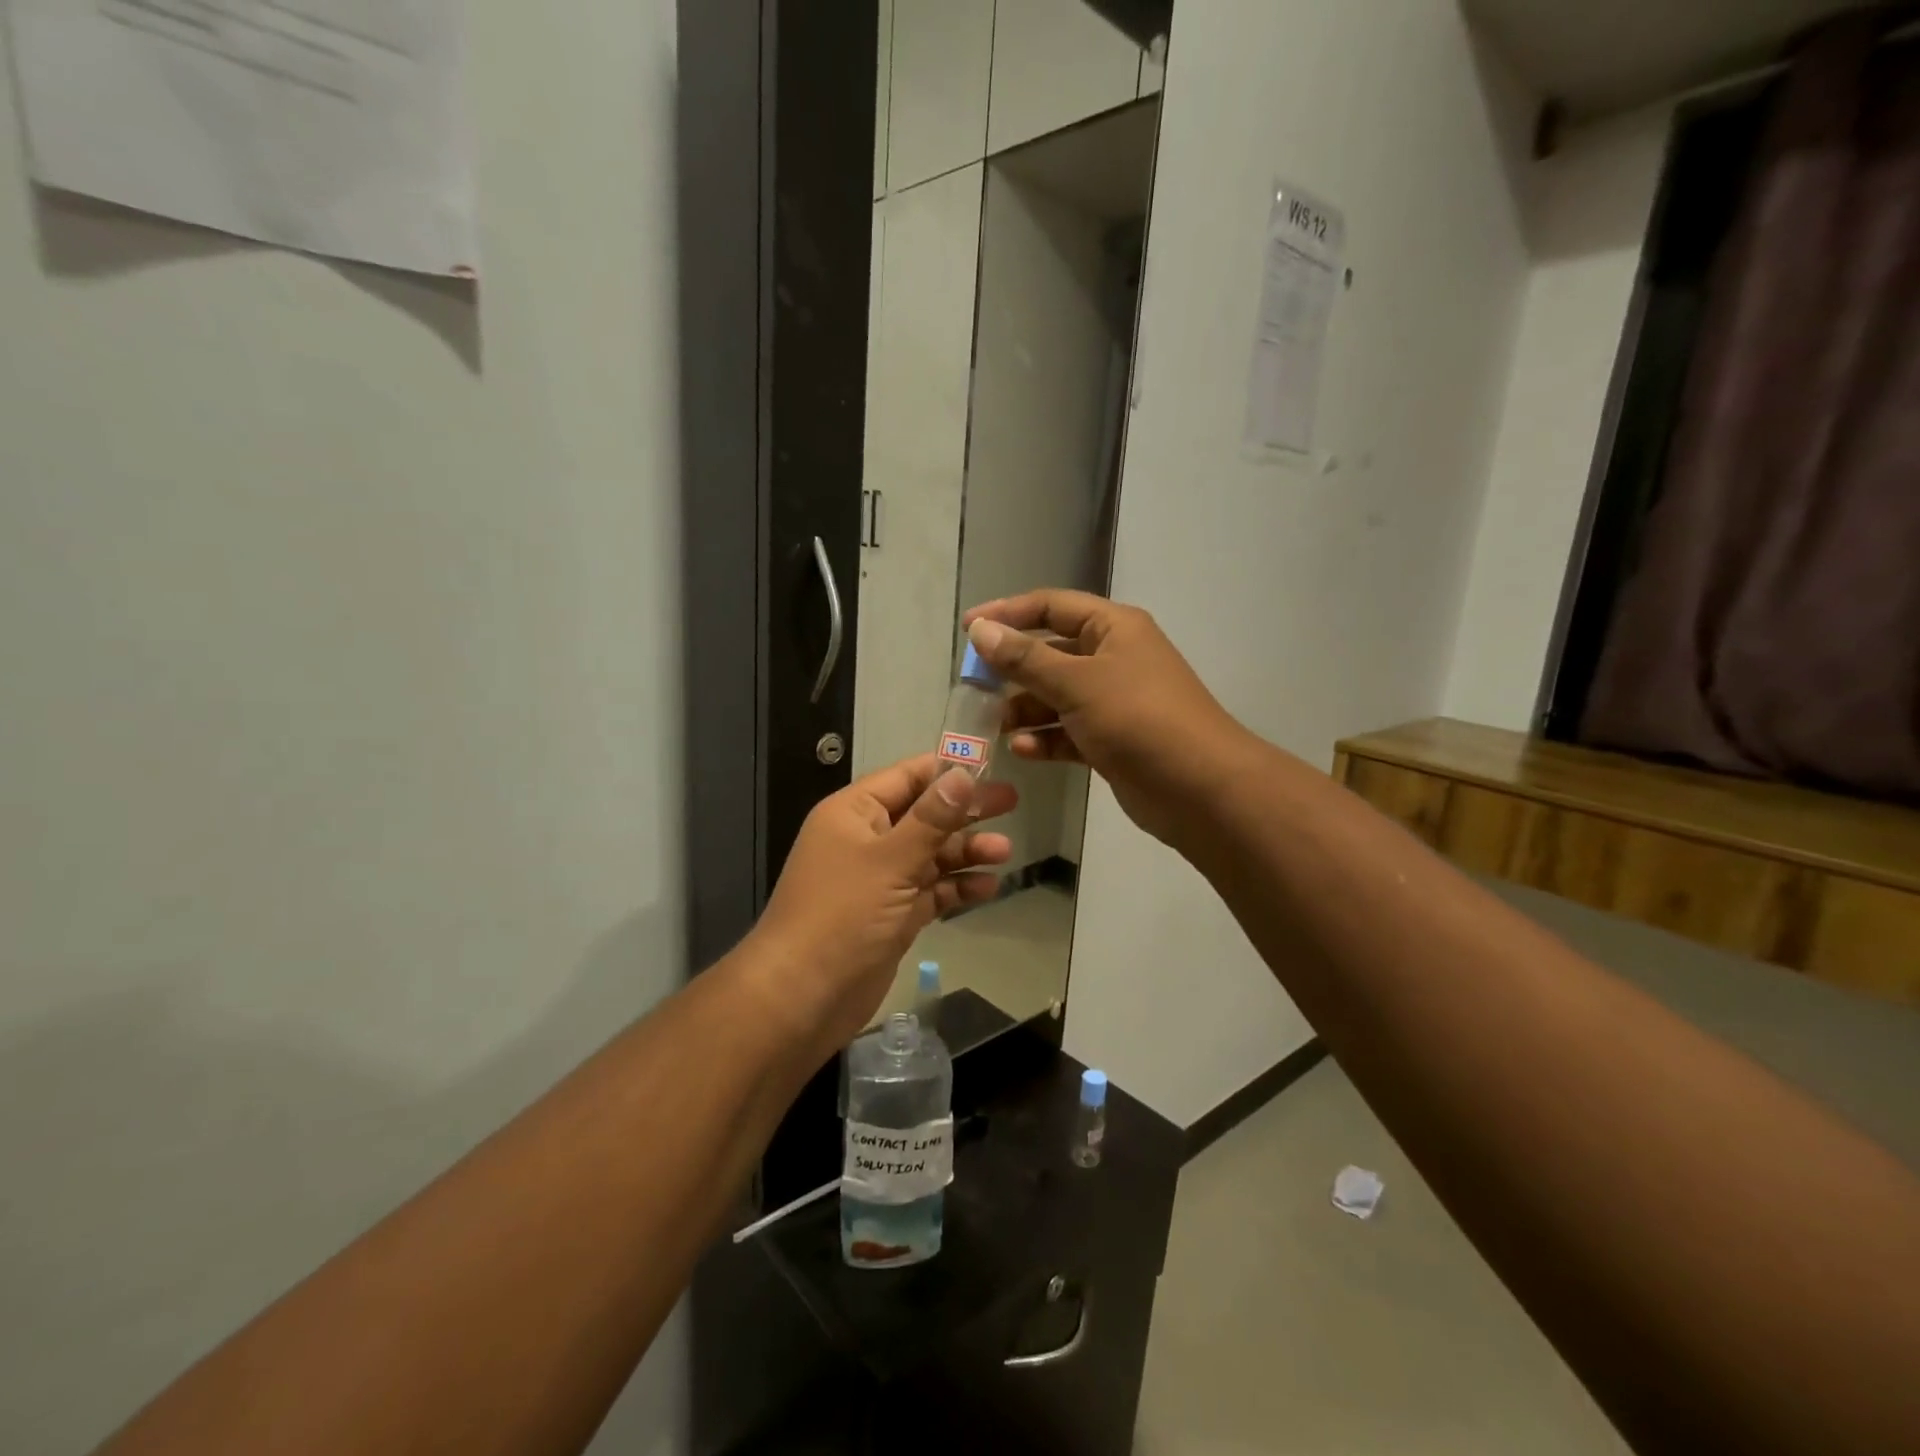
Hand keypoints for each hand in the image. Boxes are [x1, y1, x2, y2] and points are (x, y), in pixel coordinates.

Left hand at [746, 755, 1016, 1057]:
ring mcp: (879, 879)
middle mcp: (866, 839)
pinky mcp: (892, 914)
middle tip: (1012, 802)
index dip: (947, 771)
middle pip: (924, 815)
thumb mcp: (891, 860)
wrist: (802, 996)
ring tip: (1004, 853)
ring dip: (965, 852)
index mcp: (854, 813)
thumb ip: (931, 818)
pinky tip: (987, 887)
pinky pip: (930, 890)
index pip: (906, 777)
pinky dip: (956, 887)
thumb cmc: (843, 915)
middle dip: (965, 811)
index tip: (991, 766)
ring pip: (930, 855)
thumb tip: (962, 773)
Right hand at [963, 590, 1244, 844]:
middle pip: (1051, 653)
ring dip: (1026, 709)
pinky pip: (1069, 732)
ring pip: (1057, 696)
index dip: (1008, 613)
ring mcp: (1114, 702)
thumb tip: (981, 630)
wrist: (1200, 789)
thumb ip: (1026, 658)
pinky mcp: (1112, 740)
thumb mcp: (1077, 683)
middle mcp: (1113, 658)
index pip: (1051, 606)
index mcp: (1113, 628)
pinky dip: (1047, 739)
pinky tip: (1023, 752)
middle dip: (1013, 670)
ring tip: (995, 726)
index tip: (968, 629)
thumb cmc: (1138, 720)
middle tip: (974, 688)